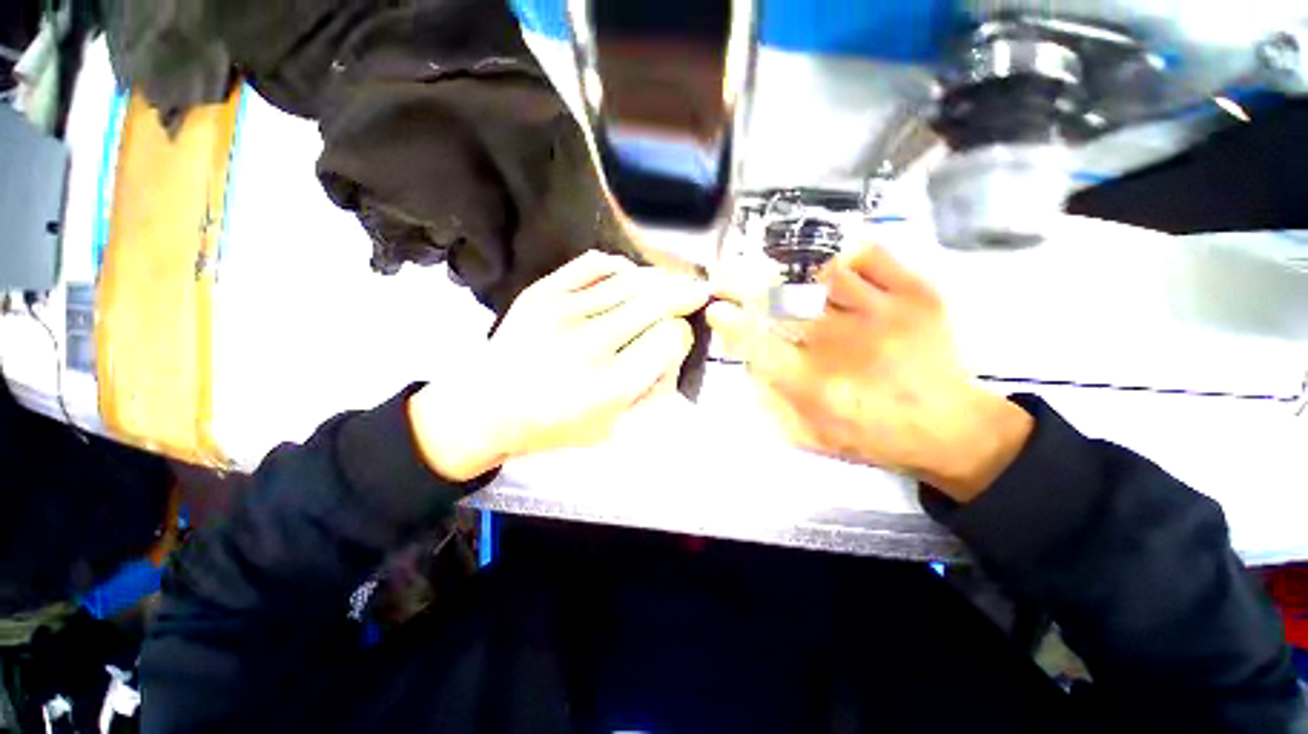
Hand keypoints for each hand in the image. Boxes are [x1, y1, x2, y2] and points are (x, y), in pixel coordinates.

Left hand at [409, 251, 708, 480]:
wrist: (485, 408)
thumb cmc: (556, 426)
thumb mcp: (615, 428)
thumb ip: (655, 392)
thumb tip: (676, 346)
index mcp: (611, 385)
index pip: (670, 338)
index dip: (681, 335)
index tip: (676, 338)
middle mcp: (590, 344)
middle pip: (657, 301)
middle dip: (685, 294)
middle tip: (698, 290)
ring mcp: (562, 312)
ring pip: (632, 279)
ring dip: (658, 280)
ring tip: (668, 284)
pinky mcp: (541, 292)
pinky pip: (595, 264)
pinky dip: (621, 268)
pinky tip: (626, 278)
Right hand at [707, 244, 1032, 501]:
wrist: (950, 428)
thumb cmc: (873, 436)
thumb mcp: (811, 436)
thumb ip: (771, 403)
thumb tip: (750, 366)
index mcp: (812, 383)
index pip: (757, 345)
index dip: (732, 323)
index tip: (718, 309)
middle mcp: (839, 344)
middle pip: (784, 301)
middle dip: (755, 289)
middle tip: (750, 286)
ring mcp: (880, 314)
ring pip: (824, 274)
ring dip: (808, 281)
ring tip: (813, 294)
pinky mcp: (915, 296)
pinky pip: (870, 255)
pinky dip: (851, 259)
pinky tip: (848, 277)